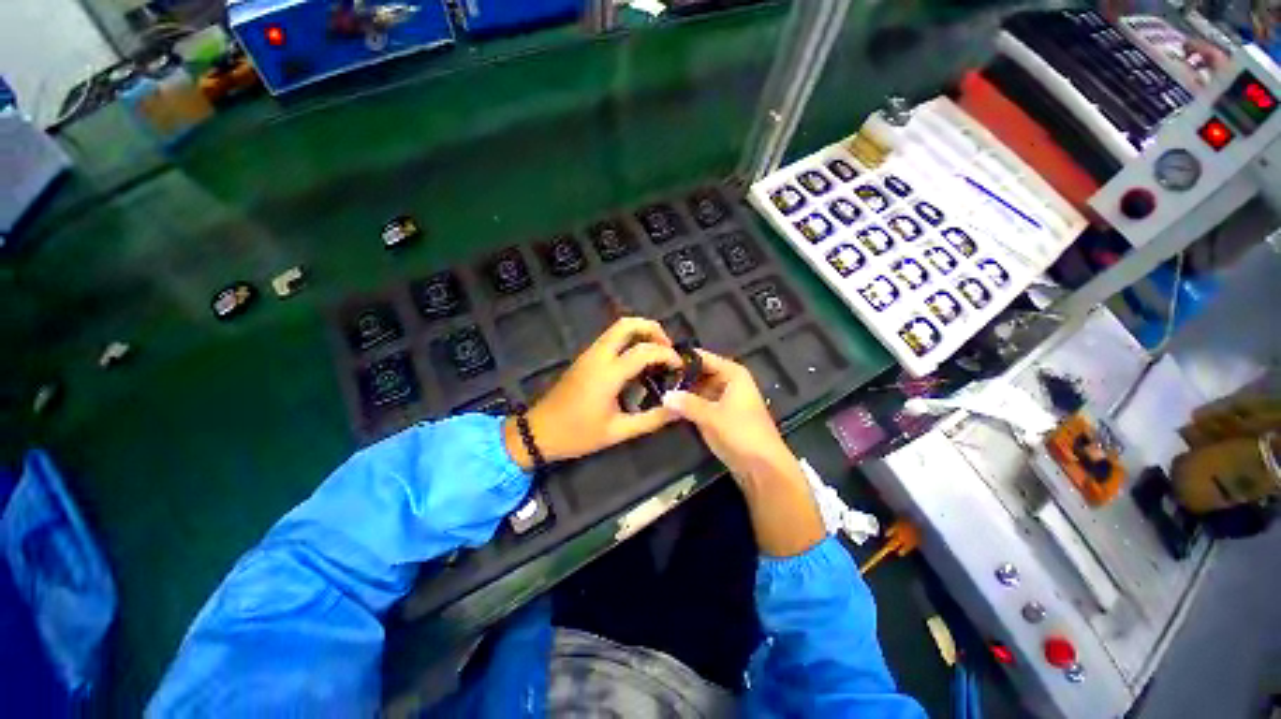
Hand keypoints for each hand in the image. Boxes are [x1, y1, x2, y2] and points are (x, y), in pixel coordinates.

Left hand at [503, 318, 682, 469]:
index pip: (644, 351)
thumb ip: (651, 420)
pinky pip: (610, 338)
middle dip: (653, 329)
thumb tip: (677, 409)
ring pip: (617, 328)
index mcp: (607, 373)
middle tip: (668, 348)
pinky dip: (629, 340)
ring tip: (657, 353)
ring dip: (641, 332)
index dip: (667, 355)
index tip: (680, 367)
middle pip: (627, 324)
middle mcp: (598, 356)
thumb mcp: (618, 432)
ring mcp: (589, 354)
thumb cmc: (577, 434)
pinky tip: (637, 361)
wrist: (538, 431)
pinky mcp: (584, 358)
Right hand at [661, 349, 800, 487]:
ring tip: (657, 391)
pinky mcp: (722, 415)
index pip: (703, 357)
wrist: (764, 468)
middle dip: (680, 377)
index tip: (659, 360)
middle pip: (700, 373)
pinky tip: (670, 407)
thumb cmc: (741, 434)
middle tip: (654, 379)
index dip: (682, 359)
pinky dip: (689, 405)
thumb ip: (686, 403)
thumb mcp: (711, 417)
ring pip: (700, 389)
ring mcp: (726, 399)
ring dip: (683, 392)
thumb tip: (664, 395)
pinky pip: (702, 403)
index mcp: (733, 374)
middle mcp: (730, 382)